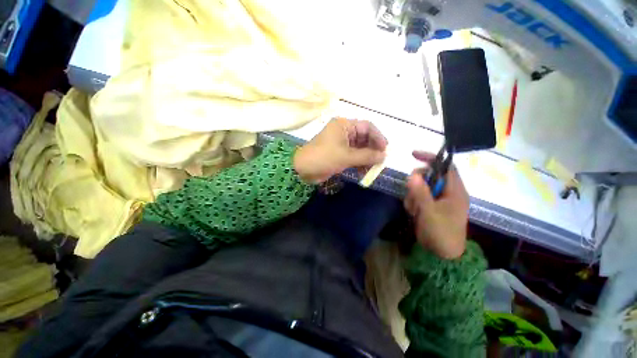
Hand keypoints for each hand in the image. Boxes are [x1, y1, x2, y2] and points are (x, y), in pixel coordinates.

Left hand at [294, 118, 387, 183]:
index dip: (378, 137)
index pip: (367, 126)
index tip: (385, 149)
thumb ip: (367, 156)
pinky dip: (359, 163)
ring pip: (359, 148)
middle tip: (380, 162)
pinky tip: (363, 172)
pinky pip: (353, 156)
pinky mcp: (338, 153)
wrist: (303, 169)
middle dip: (373, 150)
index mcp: (344, 125)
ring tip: (372, 169)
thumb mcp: (347, 156)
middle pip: (364, 138)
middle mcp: (343, 131)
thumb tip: (384, 156)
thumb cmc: (324, 157)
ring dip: (366, 158)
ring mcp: (341, 143)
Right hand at [404, 151, 468, 258]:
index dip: (431, 158)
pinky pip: (418, 197)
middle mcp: (448, 193)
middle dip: (417, 183)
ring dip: (413, 195)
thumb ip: (421, 193)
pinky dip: (413, 202)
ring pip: (421, 187)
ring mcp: (438, 200)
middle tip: (412, 194)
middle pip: (430, 176)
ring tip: (414, 210)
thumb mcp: (429, 212)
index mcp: (455, 191)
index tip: (413, 155)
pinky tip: (414, 213)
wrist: (441, 255)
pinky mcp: (430, 206)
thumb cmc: (441, 233)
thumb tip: (413, 174)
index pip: (445, 167)